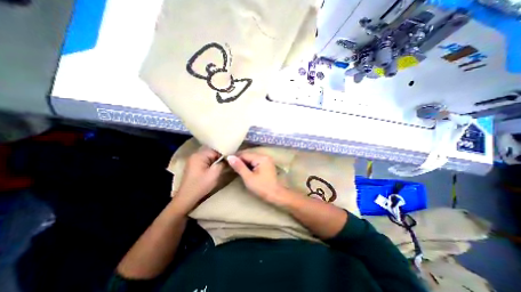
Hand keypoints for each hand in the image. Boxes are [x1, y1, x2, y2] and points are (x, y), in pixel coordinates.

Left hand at [173, 147, 224, 212]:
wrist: (186, 198)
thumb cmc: (201, 185)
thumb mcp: (215, 174)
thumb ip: (223, 163)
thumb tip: (230, 157)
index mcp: (199, 155)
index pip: (216, 150)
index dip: (225, 154)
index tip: (232, 159)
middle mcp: (195, 155)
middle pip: (212, 152)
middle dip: (221, 157)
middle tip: (229, 162)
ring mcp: (194, 160)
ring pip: (209, 157)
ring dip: (216, 160)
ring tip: (225, 165)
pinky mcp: (194, 165)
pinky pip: (206, 161)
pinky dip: (212, 163)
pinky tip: (216, 168)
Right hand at [228, 151, 286, 203]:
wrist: (276, 195)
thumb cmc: (262, 187)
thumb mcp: (248, 178)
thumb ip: (239, 167)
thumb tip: (230, 157)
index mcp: (261, 158)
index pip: (245, 154)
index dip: (235, 158)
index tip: (227, 162)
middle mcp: (264, 156)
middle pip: (249, 156)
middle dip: (240, 161)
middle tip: (230, 167)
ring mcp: (267, 160)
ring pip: (252, 159)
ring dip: (244, 163)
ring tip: (236, 169)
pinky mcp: (267, 164)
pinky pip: (256, 162)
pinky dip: (250, 165)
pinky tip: (245, 170)